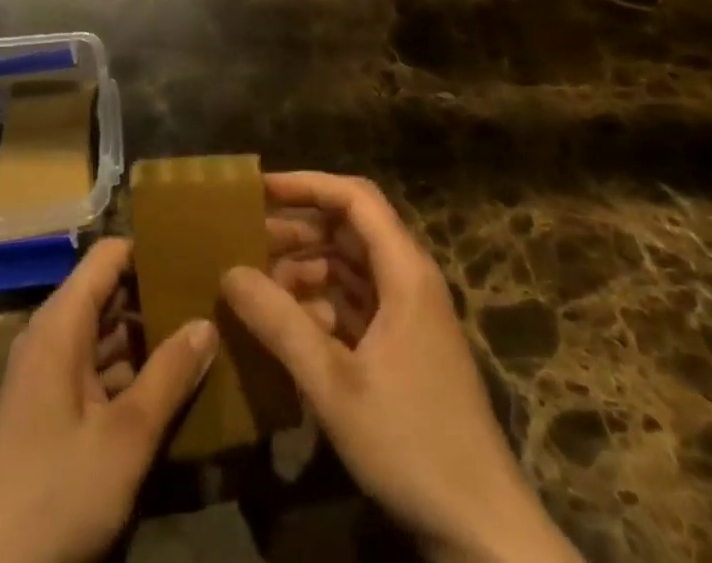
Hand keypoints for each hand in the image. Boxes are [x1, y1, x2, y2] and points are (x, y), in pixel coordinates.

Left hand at [0, 237, 217, 562]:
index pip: (108, 256)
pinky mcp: (50, 411)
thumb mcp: (125, 437)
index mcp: (60, 324)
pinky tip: (170, 386)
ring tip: (200, 335)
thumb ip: (169, 375)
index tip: (194, 257)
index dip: (149, 250)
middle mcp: (51, 337)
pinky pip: (95, 370)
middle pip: (108, 293)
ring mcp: (48, 375)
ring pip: (105, 335)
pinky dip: (130, 372)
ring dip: (146, 338)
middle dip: (155, 296)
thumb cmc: (57, 493)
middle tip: (209, 298)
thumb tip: (207, 322)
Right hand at [227, 173, 580, 562]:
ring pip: (350, 266)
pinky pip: (356, 303)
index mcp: (405, 271)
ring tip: (257, 281)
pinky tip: (288, 324)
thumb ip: (280, 323)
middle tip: (246, 237)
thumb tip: (229, 272)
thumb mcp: (334, 383)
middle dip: (298, 227)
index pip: (354, 198)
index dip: (307, 184)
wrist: (482, 531)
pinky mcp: (403, 347)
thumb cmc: (412, 443)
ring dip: (306, 267)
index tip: (259, 189)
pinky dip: (321, 303)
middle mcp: (409, 280)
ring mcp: (408, 315)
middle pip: (350, 228)